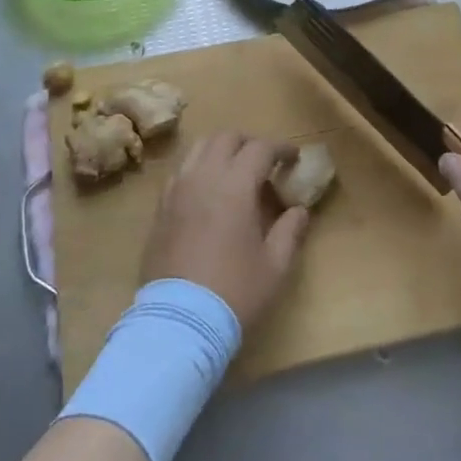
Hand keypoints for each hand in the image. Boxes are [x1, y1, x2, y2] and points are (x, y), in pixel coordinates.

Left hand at [142, 132, 309, 331]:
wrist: (178, 322)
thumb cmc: (234, 292)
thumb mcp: (274, 266)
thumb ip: (290, 231)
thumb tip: (300, 210)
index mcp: (235, 185)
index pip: (260, 148)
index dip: (280, 148)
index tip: (294, 157)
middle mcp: (203, 177)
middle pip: (226, 137)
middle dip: (249, 142)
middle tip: (265, 161)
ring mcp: (177, 190)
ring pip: (199, 148)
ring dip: (221, 149)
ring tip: (235, 170)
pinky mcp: (160, 207)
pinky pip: (181, 171)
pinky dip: (198, 168)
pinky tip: (208, 190)